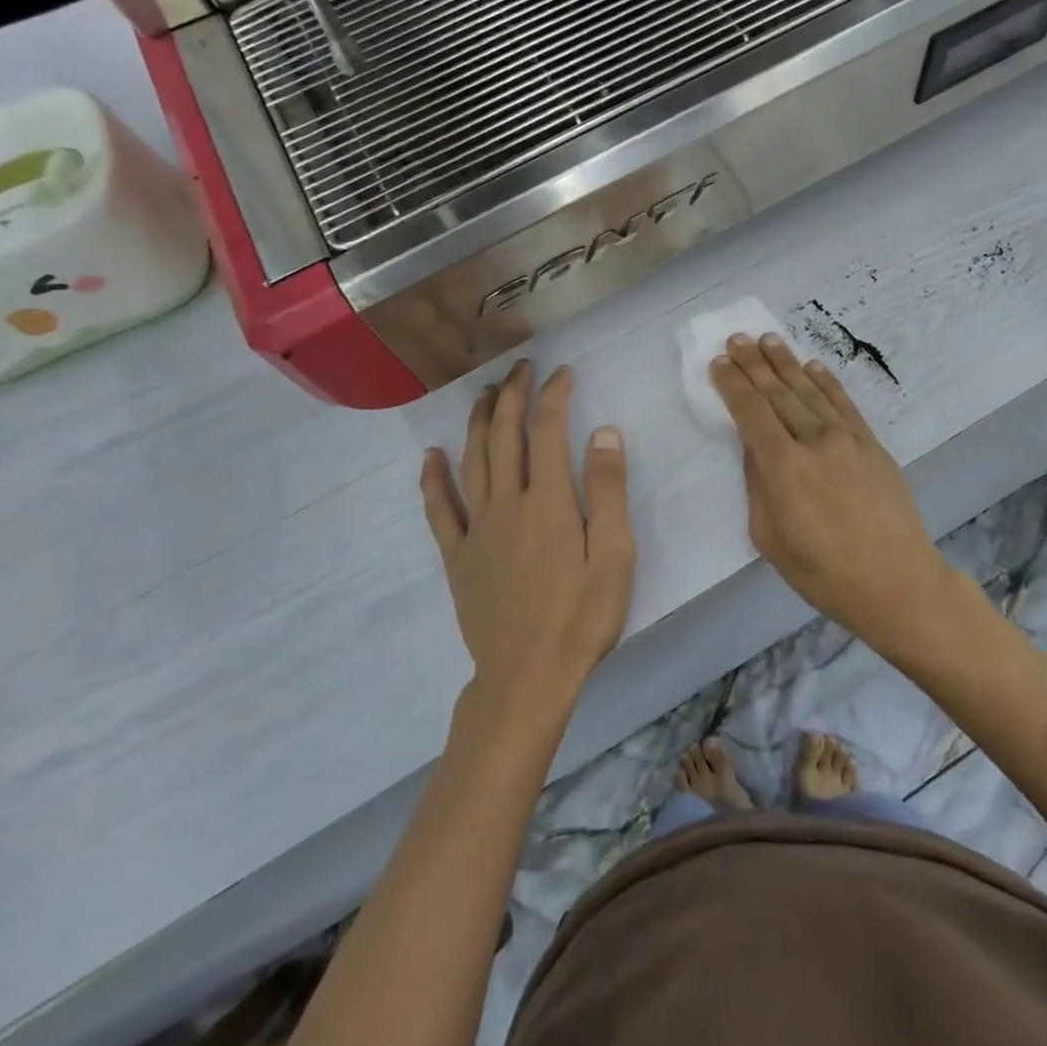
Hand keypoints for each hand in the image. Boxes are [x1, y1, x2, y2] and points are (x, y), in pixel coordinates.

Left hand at [420, 362, 634, 713]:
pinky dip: (433, 478)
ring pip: (472, 460)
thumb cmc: (581, 617)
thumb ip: (607, 491)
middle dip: (512, 395)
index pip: (548, 431)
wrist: (527, 677)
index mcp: (549, 502)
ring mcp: (477, 529)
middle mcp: (507, 503)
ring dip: (478, 422)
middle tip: (520, 368)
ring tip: (485, 394)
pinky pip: (439, 509)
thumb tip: (604, 432)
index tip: (561, 373)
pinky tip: (432, 456)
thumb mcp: (615, 555)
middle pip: (504, 435)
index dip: (553, 395)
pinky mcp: (458, 556)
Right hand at [711, 334, 967, 658]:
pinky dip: (826, 381)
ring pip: (809, 390)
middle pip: (778, 392)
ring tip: (768, 339)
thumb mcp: (770, 538)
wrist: (897, 582)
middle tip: (737, 338)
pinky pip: (844, 403)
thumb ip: (757, 486)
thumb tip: (755, 450)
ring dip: (786, 362)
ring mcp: (847, 438)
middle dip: (754, 364)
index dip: (732, 384)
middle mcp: (814, 440)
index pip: (750, 411)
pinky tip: (813, 366)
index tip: (718, 362)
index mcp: (782, 465)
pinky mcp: (872, 444)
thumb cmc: (823, 572)